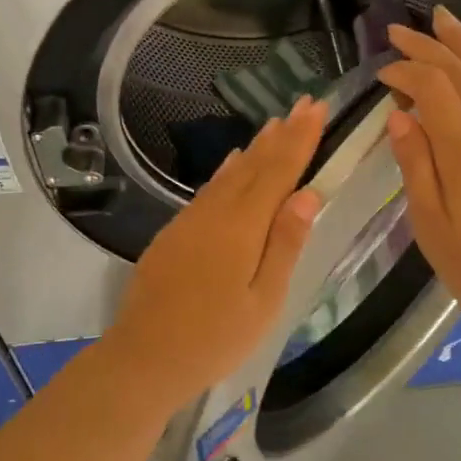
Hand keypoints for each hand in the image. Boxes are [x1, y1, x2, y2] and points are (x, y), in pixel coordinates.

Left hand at [105, 96, 326, 407]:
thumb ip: (284, 245)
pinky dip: (226, 170)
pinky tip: (233, 161)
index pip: (278, 172)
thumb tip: (307, 195)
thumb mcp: (263, 301)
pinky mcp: (174, 232)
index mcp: (242, 227)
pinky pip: (208, 189)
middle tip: (303, 103)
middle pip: (254, 165)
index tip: (317, 108)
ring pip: (229, 173)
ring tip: (275, 123)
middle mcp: (215, 212)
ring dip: (255, 147)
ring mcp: (190, 220)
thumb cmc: (214, 339)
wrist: (143, 357)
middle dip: (282, 134)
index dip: (300, 139)